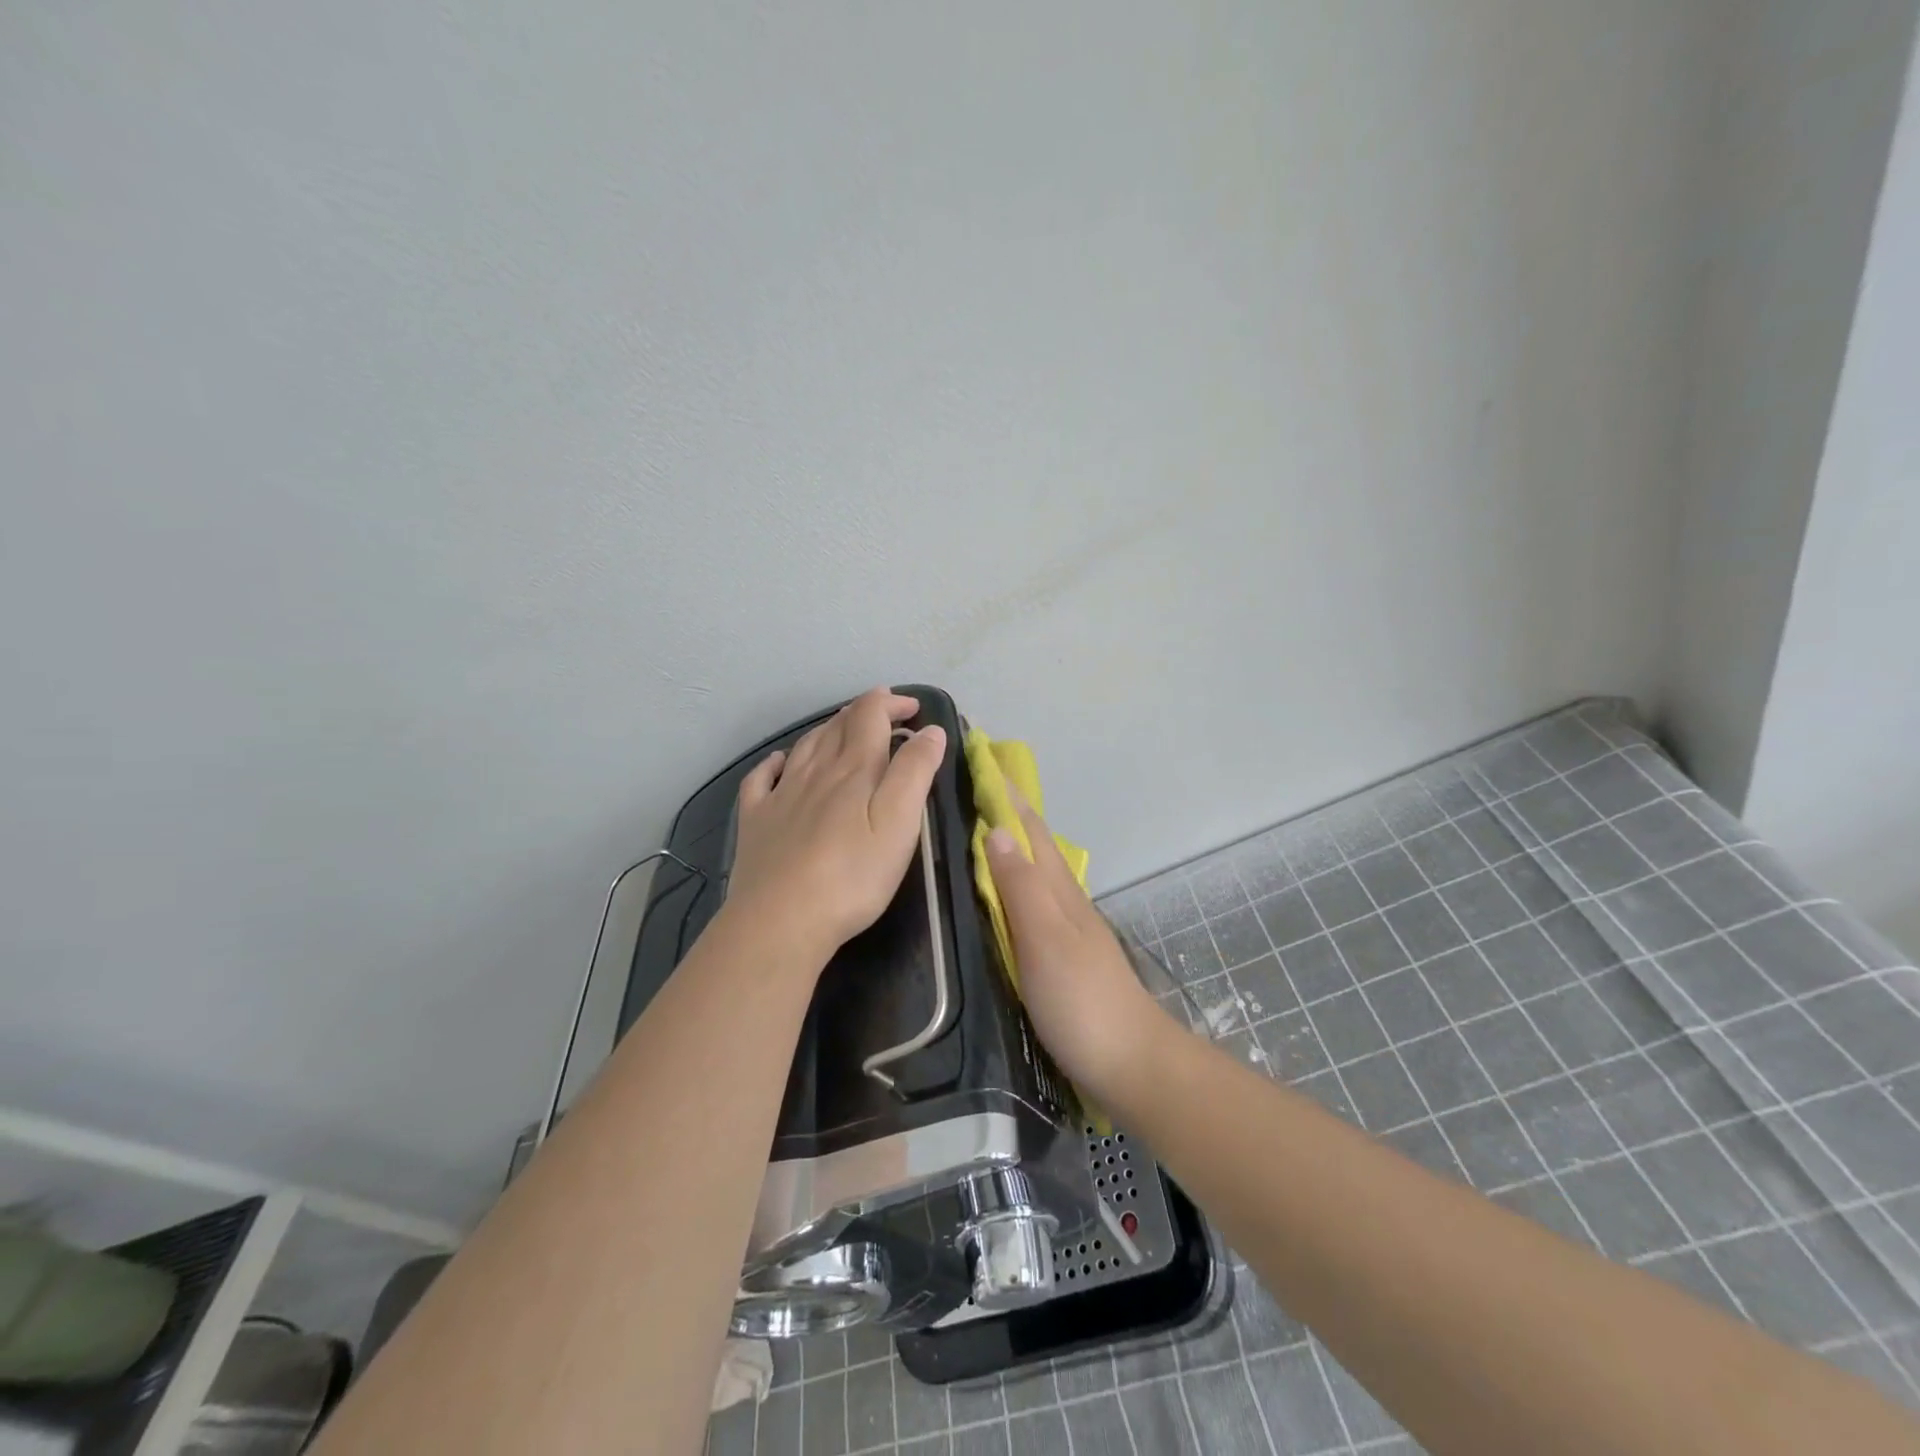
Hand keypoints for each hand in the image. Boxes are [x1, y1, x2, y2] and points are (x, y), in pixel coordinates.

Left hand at [725, 687, 947, 965]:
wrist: (780, 920)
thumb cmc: (852, 876)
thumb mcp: (899, 823)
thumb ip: (915, 772)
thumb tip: (929, 731)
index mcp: (854, 769)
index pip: (871, 715)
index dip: (891, 703)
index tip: (913, 709)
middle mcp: (815, 770)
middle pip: (838, 725)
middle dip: (864, 712)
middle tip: (884, 714)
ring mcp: (780, 795)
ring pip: (805, 746)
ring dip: (827, 729)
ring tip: (842, 727)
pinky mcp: (756, 821)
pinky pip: (761, 779)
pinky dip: (774, 763)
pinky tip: (778, 763)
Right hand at [986, 797, 1173, 1104]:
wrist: (1133, 1065)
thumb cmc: (1083, 1000)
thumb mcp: (1046, 938)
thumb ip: (1021, 886)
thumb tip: (996, 828)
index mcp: (1059, 891)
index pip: (1030, 829)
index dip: (1007, 795)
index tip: (981, 758)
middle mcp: (1065, 902)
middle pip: (1035, 846)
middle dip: (1007, 813)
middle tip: (971, 787)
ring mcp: (1068, 931)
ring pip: (1035, 874)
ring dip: (1010, 847)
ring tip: (977, 832)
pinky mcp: (1064, 960)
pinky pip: (1032, 906)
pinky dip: (1014, 886)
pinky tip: (1000, 898)